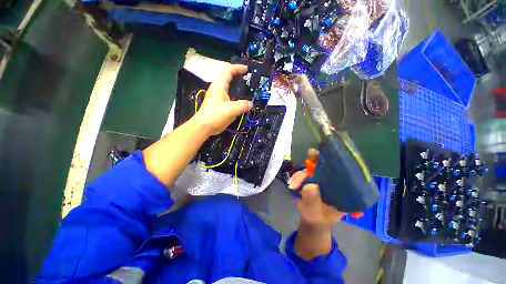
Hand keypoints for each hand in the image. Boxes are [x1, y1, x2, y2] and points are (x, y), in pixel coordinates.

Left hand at [193, 64, 252, 135]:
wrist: (204, 126)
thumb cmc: (216, 115)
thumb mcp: (231, 110)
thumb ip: (243, 105)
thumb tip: (251, 104)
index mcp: (219, 85)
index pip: (228, 71)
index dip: (238, 68)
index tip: (247, 69)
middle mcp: (217, 88)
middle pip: (227, 77)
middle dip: (237, 76)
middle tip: (248, 79)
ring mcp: (217, 96)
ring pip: (228, 87)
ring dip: (236, 86)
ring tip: (246, 89)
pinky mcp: (217, 103)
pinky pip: (228, 95)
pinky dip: (235, 95)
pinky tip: (240, 101)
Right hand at [288, 149, 345, 229]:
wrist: (311, 221)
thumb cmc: (317, 218)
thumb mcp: (315, 212)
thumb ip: (312, 200)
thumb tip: (309, 184)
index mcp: (342, 189)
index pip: (341, 171)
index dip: (332, 161)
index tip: (322, 154)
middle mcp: (332, 181)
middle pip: (324, 167)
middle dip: (311, 166)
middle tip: (305, 163)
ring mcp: (321, 180)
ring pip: (311, 170)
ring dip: (299, 175)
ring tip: (293, 184)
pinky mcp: (312, 180)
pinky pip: (303, 174)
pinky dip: (297, 177)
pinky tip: (292, 183)